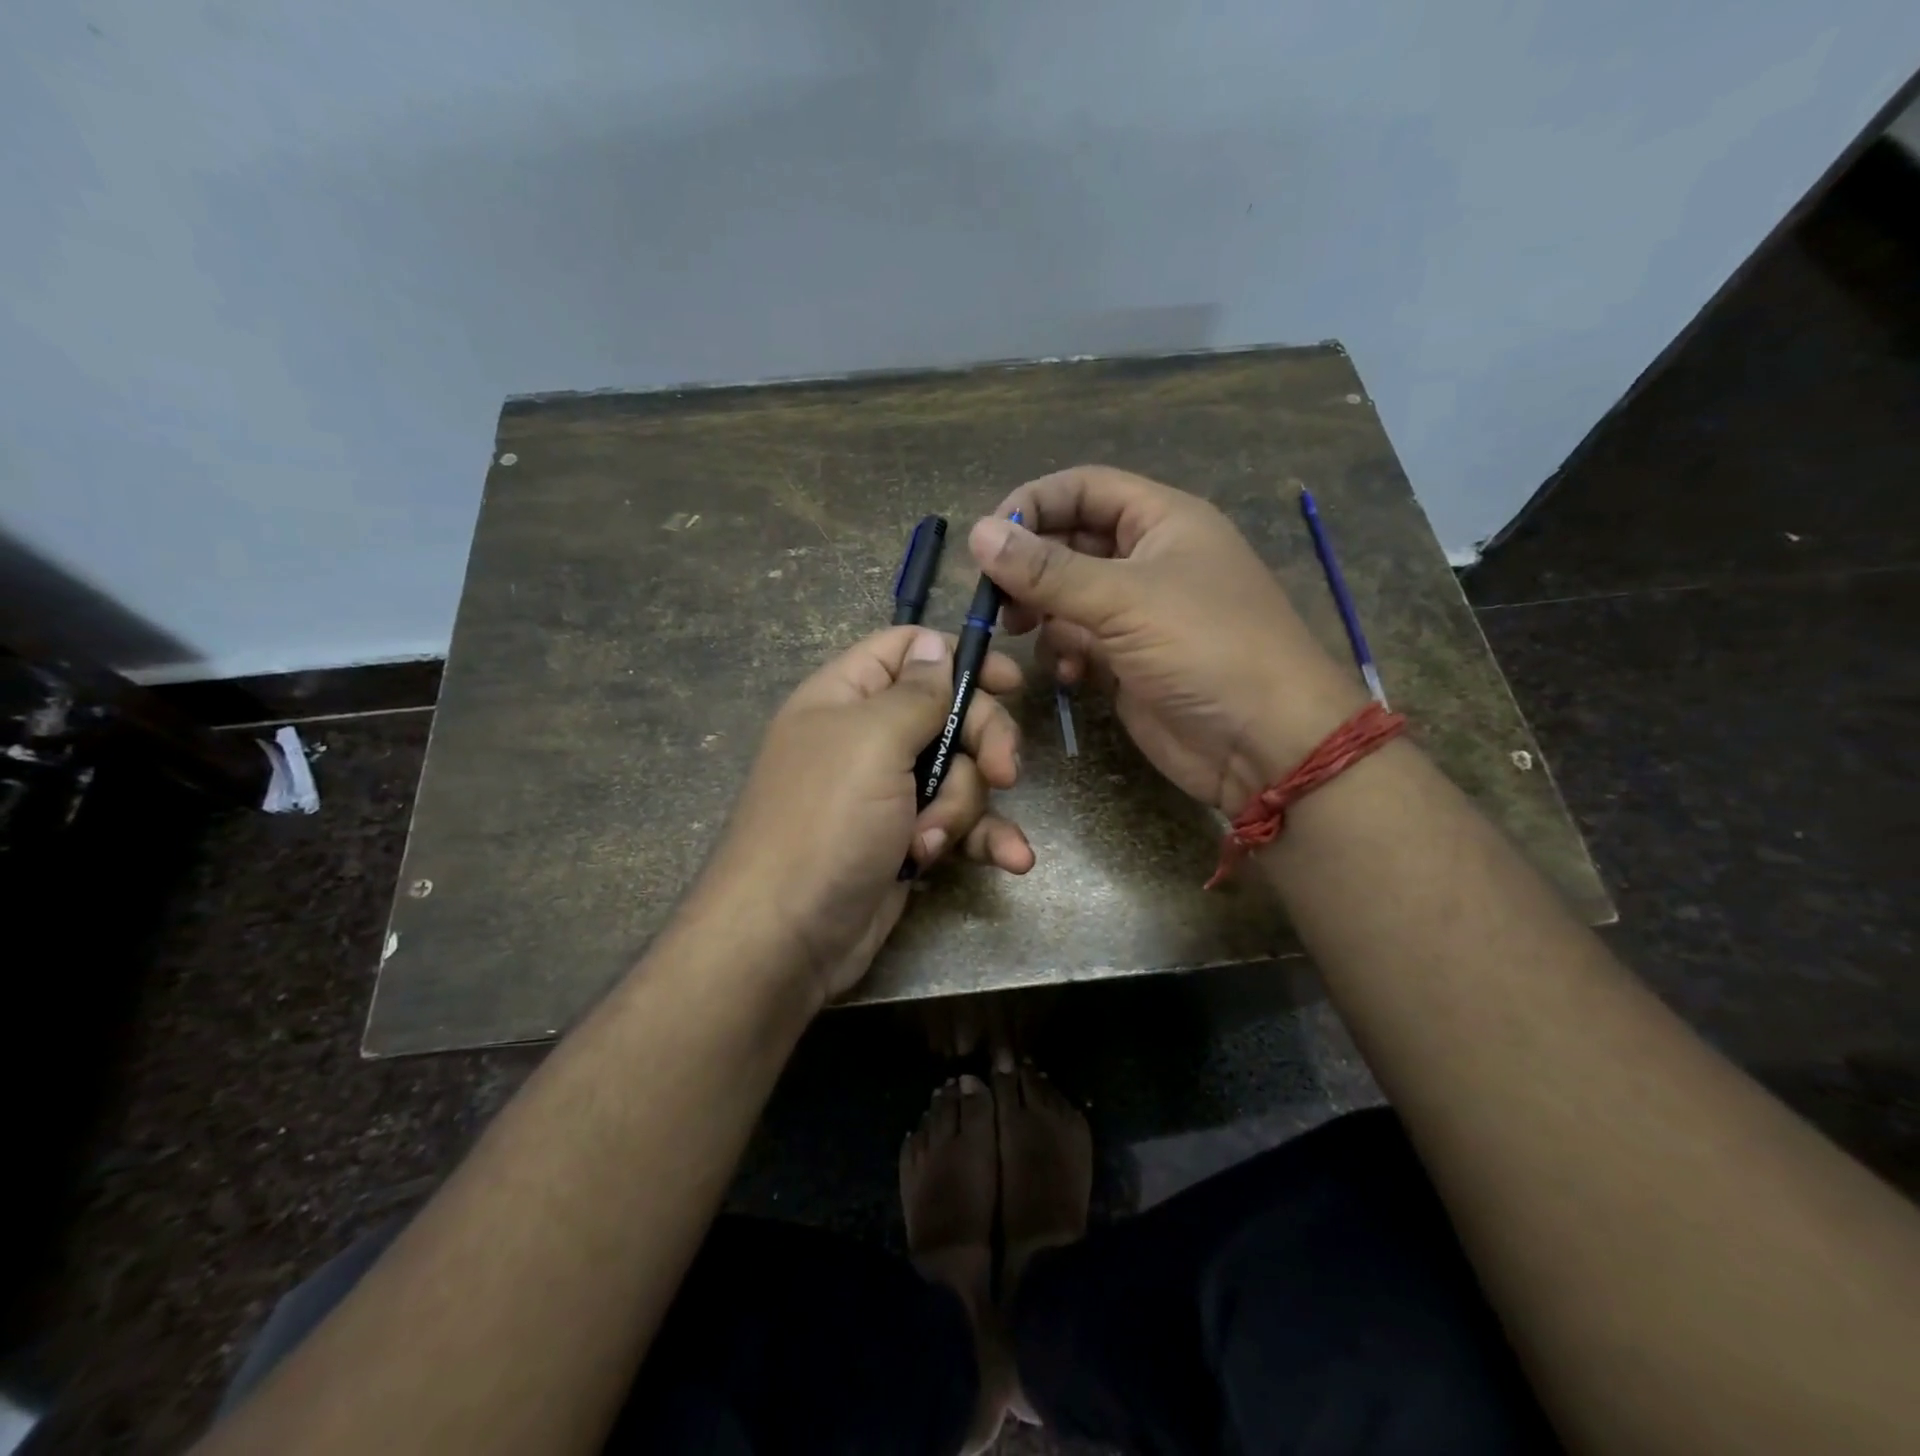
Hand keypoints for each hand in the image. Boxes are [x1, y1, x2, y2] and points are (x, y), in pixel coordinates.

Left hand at [696, 626, 1033, 1003]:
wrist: (786, 938)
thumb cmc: (825, 822)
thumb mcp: (872, 742)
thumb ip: (915, 692)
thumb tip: (934, 645)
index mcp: (848, 697)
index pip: (908, 650)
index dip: (959, 659)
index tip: (1009, 683)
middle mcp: (869, 738)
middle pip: (950, 714)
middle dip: (983, 743)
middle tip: (1006, 772)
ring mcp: (890, 792)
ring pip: (962, 773)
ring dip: (966, 807)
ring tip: (935, 841)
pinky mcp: (908, 839)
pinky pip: (961, 824)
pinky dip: (985, 840)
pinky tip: (1012, 860)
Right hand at [971, 465, 1365, 815]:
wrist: (1263, 743)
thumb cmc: (1206, 648)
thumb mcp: (1125, 600)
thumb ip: (1048, 571)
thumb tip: (978, 533)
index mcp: (1161, 521)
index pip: (1084, 489)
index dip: (1034, 504)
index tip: (988, 539)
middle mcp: (1147, 560)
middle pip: (1069, 544)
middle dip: (1030, 569)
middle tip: (996, 599)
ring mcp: (1137, 614)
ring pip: (1066, 598)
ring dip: (1043, 615)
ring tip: (1025, 635)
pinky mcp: (1127, 661)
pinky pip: (1078, 643)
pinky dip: (1064, 654)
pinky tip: (1071, 675)